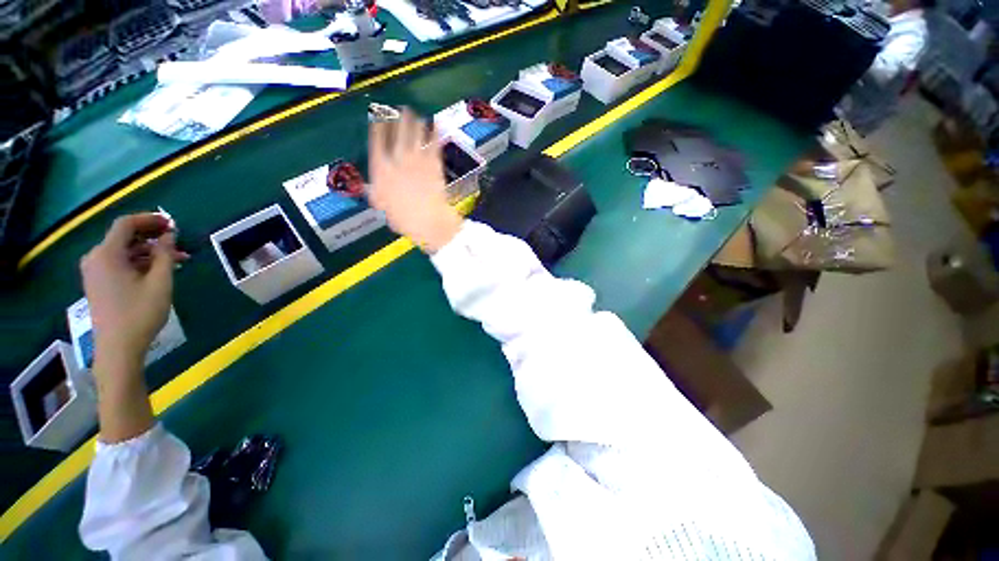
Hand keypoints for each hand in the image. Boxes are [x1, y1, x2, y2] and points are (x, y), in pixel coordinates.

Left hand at [80, 214, 188, 367]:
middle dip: (152, 237)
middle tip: (178, 243)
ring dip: (149, 251)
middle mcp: (96, 258)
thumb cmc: (140, 313)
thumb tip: (169, 235)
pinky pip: (119, 263)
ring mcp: (95, 272)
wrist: (118, 347)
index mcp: (107, 254)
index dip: (149, 219)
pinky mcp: (98, 283)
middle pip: (124, 237)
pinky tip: (158, 270)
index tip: (172, 223)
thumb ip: (164, 254)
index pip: (126, 224)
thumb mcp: (160, 282)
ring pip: (124, 251)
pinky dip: (139, 262)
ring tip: (175, 260)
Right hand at [368, 108, 462, 253]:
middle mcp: (397, 159)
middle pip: (396, 132)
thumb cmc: (404, 219)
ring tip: (416, 114)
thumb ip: (377, 194)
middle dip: (397, 118)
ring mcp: (417, 160)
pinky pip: (434, 144)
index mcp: (381, 169)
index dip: (378, 126)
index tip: (379, 116)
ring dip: (415, 122)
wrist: (428, 221)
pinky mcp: (434, 164)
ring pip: (415, 134)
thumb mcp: (383, 207)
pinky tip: (436, 125)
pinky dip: (435, 133)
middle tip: (400, 109)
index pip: (377, 141)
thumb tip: (372, 190)